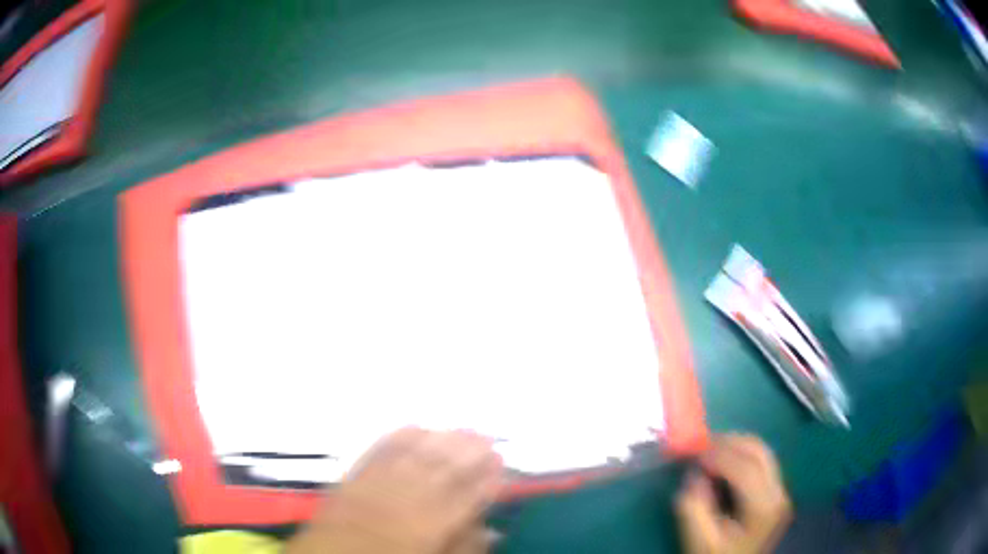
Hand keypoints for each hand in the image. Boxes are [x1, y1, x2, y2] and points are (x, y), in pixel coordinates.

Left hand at [287, 428, 501, 553]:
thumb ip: (464, 547)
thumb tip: (489, 529)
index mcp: (430, 525)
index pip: (467, 496)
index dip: (487, 477)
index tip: (502, 462)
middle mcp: (406, 500)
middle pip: (443, 469)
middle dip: (469, 451)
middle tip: (488, 436)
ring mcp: (377, 485)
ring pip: (415, 455)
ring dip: (441, 439)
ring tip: (461, 428)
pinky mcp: (353, 478)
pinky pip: (378, 451)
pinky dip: (398, 436)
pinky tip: (414, 426)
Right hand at [675, 435, 790, 553]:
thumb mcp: (699, 539)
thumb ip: (693, 507)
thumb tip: (693, 473)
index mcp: (763, 508)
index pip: (746, 469)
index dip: (720, 455)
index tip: (695, 452)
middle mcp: (779, 494)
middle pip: (760, 453)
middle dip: (730, 442)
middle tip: (701, 443)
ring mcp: (780, 492)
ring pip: (762, 453)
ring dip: (736, 445)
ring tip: (710, 449)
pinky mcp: (775, 492)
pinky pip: (761, 462)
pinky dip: (741, 455)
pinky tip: (723, 461)